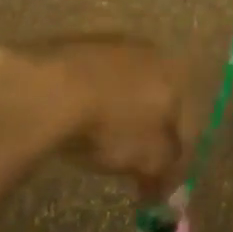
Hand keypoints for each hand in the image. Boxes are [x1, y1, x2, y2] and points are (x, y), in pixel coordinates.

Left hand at [0, 34, 191, 198]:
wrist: (48, 89)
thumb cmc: (112, 124)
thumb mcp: (149, 159)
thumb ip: (166, 172)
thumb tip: (165, 188)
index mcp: (174, 73)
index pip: (184, 120)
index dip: (173, 157)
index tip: (156, 184)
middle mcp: (147, 51)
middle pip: (153, 98)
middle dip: (144, 130)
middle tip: (127, 163)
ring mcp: (106, 43)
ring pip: (120, 86)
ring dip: (114, 113)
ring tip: (95, 143)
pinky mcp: (70, 45)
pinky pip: (88, 81)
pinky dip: (86, 101)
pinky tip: (71, 122)